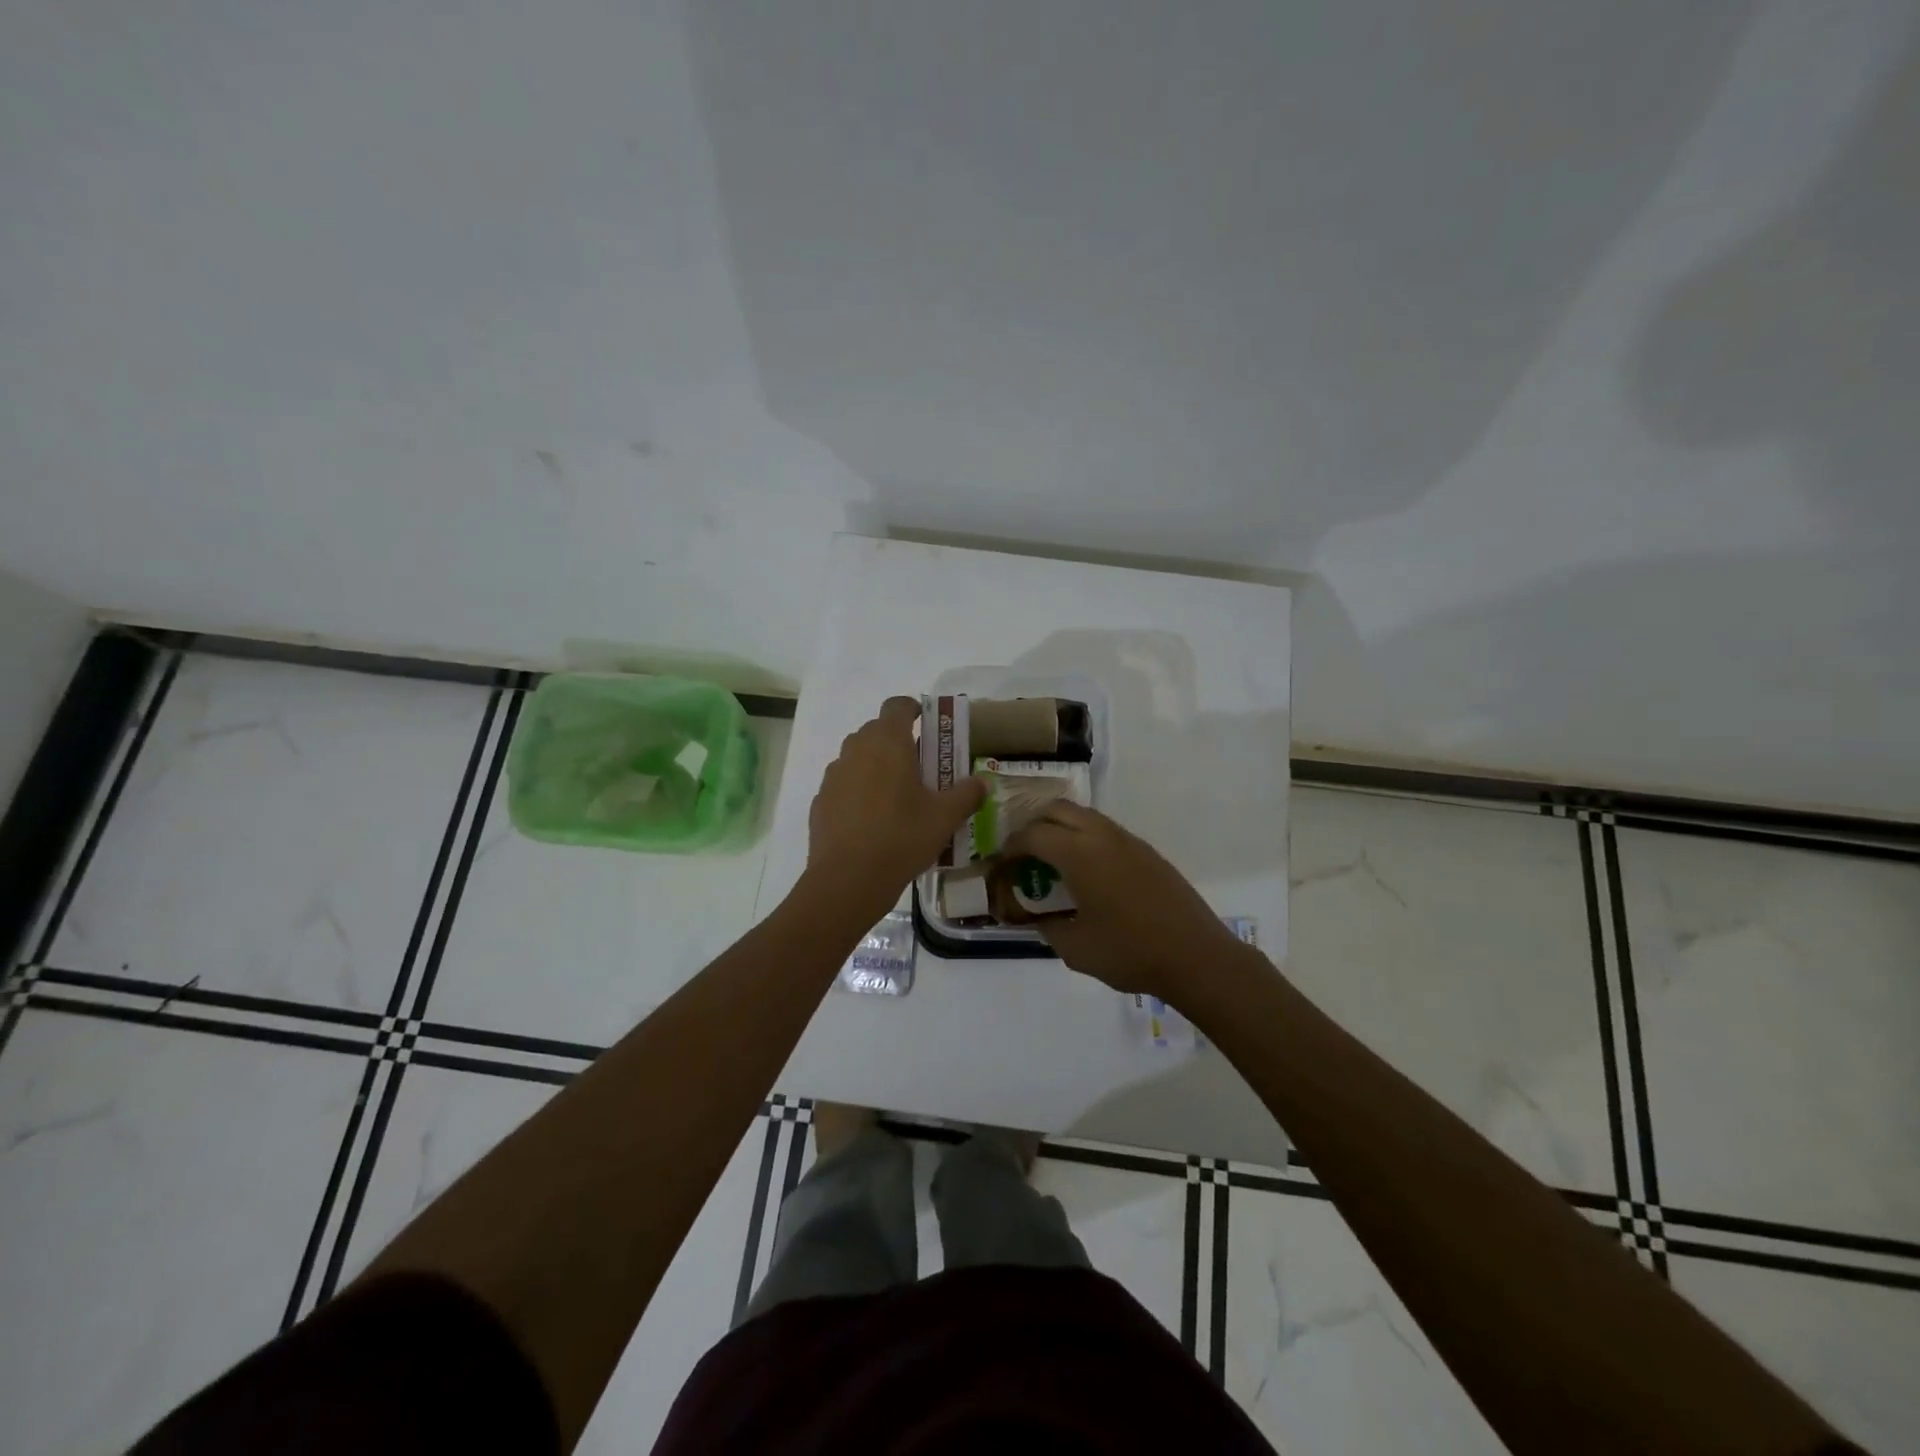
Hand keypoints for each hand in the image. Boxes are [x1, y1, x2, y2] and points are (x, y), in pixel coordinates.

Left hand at [804, 697, 985, 923]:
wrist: (847, 879)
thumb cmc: (901, 837)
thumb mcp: (944, 818)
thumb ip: (966, 794)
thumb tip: (981, 782)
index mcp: (888, 742)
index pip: (898, 705)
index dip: (914, 709)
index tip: (929, 726)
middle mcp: (856, 748)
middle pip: (877, 730)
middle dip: (898, 742)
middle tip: (921, 768)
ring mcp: (834, 774)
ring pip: (859, 757)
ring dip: (877, 766)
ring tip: (897, 797)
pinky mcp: (821, 800)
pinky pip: (845, 784)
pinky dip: (858, 791)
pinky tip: (872, 821)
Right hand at [1002, 802, 1249, 1004]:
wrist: (1196, 957)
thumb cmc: (1130, 953)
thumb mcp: (1075, 948)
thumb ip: (1047, 926)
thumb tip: (1035, 916)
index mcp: (1079, 854)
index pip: (1033, 834)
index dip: (1011, 846)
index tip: (1001, 864)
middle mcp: (1102, 836)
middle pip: (1058, 810)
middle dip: (1034, 826)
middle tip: (1023, 854)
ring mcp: (1129, 841)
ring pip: (1085, 816)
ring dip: (1062, 829)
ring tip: (1052, 861)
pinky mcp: (1147, 852)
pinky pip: (1106, 831)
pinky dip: (1086, 839)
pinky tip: (1088, 872)